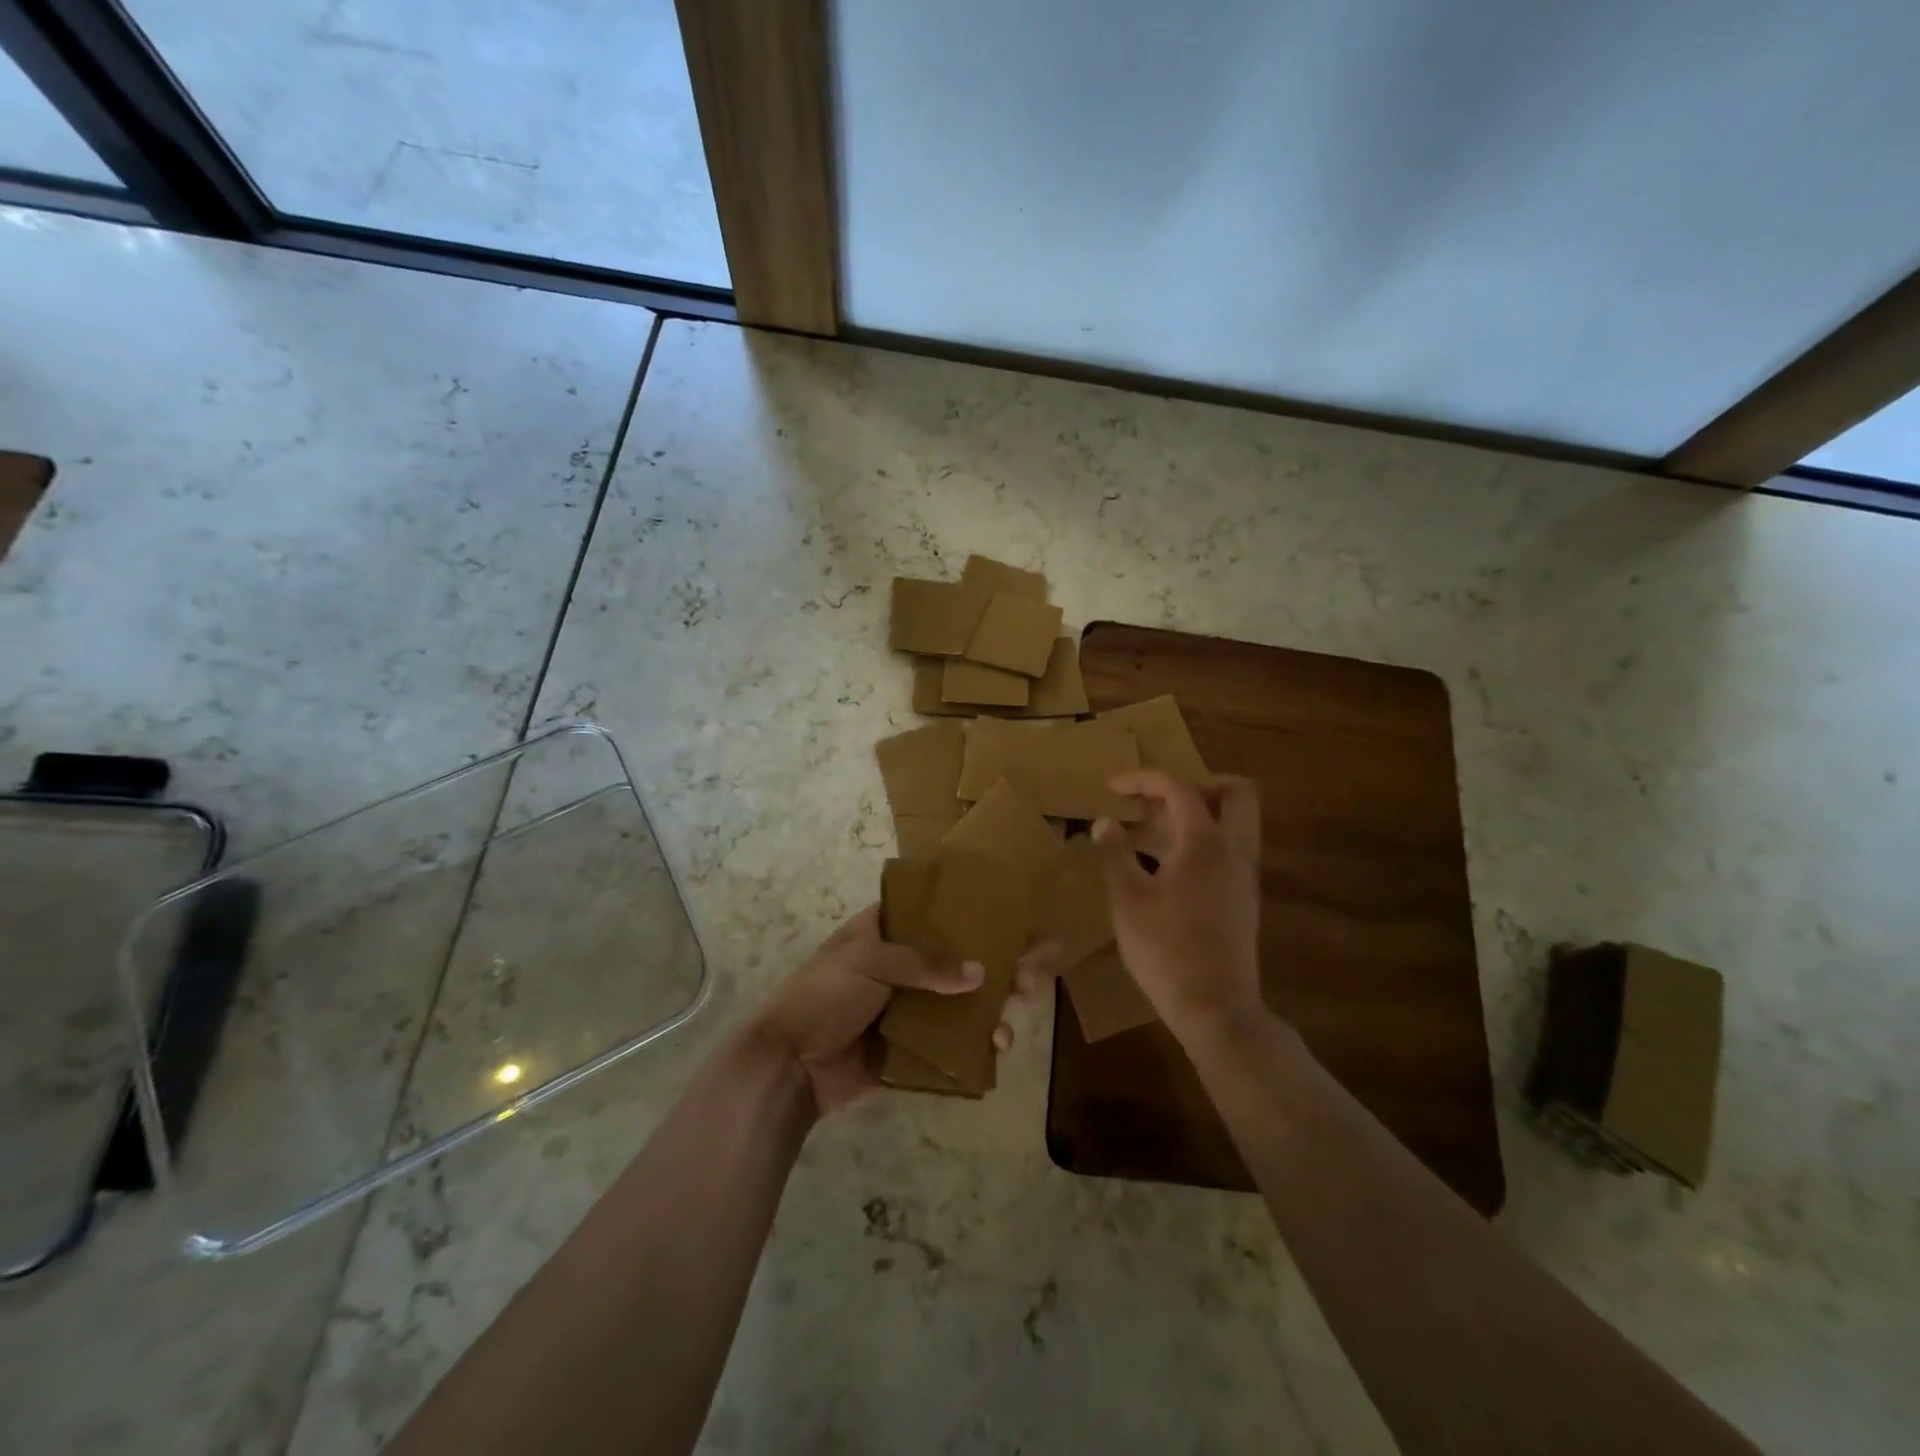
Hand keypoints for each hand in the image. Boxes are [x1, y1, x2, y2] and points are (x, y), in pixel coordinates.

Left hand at [745, 905, 998, 1116]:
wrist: (789, 1067)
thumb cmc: (823, 996)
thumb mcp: (868, 962)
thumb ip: (923, 964)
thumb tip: (980, 974)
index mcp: (882, 935)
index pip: (928, 914)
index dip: (964, 915)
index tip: (1005, 921)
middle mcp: (899, 969)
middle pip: (952, 963)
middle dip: (990, 971)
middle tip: (1026, 980)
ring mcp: (905, 1010)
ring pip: (955, 1007)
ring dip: (986, 1015)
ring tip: (1005, 1031)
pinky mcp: (907, 1049)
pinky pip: (945, 1046)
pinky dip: (970, 1049)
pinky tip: (994, 1053)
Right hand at [1091, 771, 1265, 1042]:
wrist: (1216, 1009)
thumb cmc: (1166, 949)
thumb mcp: (1128, 899)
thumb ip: (1114, 853)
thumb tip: (1104, 822)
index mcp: (1205, 842)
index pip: (1179, 788)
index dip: (1143, 779)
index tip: (1112, 787)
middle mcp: (1234, 851)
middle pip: (1235, 794)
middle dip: (1197, 785)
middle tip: (1157, 799)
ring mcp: (1243, 877)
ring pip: (1233, 824)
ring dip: (1196, 816)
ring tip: (1148, 832)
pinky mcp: (1242, 901)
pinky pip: (1227, 851)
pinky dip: (1199, 843)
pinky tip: (1161, 868)